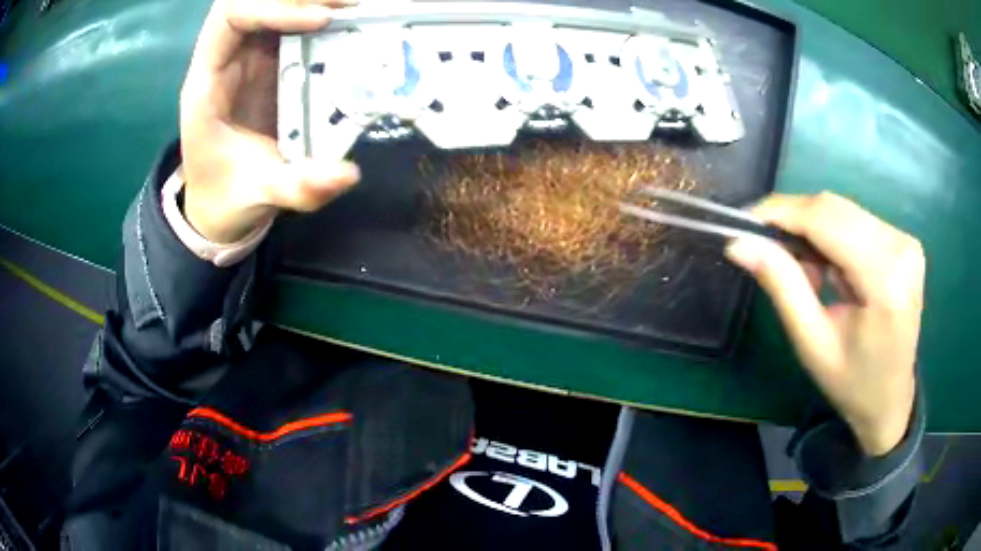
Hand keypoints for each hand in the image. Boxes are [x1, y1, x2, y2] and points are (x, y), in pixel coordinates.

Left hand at [180, 0, 359, 242]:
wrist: (217, 205)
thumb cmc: (227, 196)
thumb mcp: (259, 196)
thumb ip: (299, 188)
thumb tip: (350, 174)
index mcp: (207, 84)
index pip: (231, 17)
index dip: (275, 7)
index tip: (322, 21)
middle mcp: (226, 59)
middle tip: (349, 6)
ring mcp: (248, 57)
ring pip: (273, 4)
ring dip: (311, 1)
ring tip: (355, 9)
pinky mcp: (269, 62)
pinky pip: (290, 22)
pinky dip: (318, 13)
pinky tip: (348, 22)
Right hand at [725, 193, 923, 455]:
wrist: (891, 399)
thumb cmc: (852, 384)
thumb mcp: (812, 344)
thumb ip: (782, 286)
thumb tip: (739, 244)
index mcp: (885, 279)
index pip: (826, 219)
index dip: (782, 211)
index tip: (744, 221)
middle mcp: (900, 247)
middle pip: (834, 208)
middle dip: (795, 222)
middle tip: (769, 251)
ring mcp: (905, 241)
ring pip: (842, 211)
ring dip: (814, 233)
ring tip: (808, 276)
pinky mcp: (903, 241)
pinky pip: (855, 220)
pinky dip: (832, 237)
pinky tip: (830, 271)